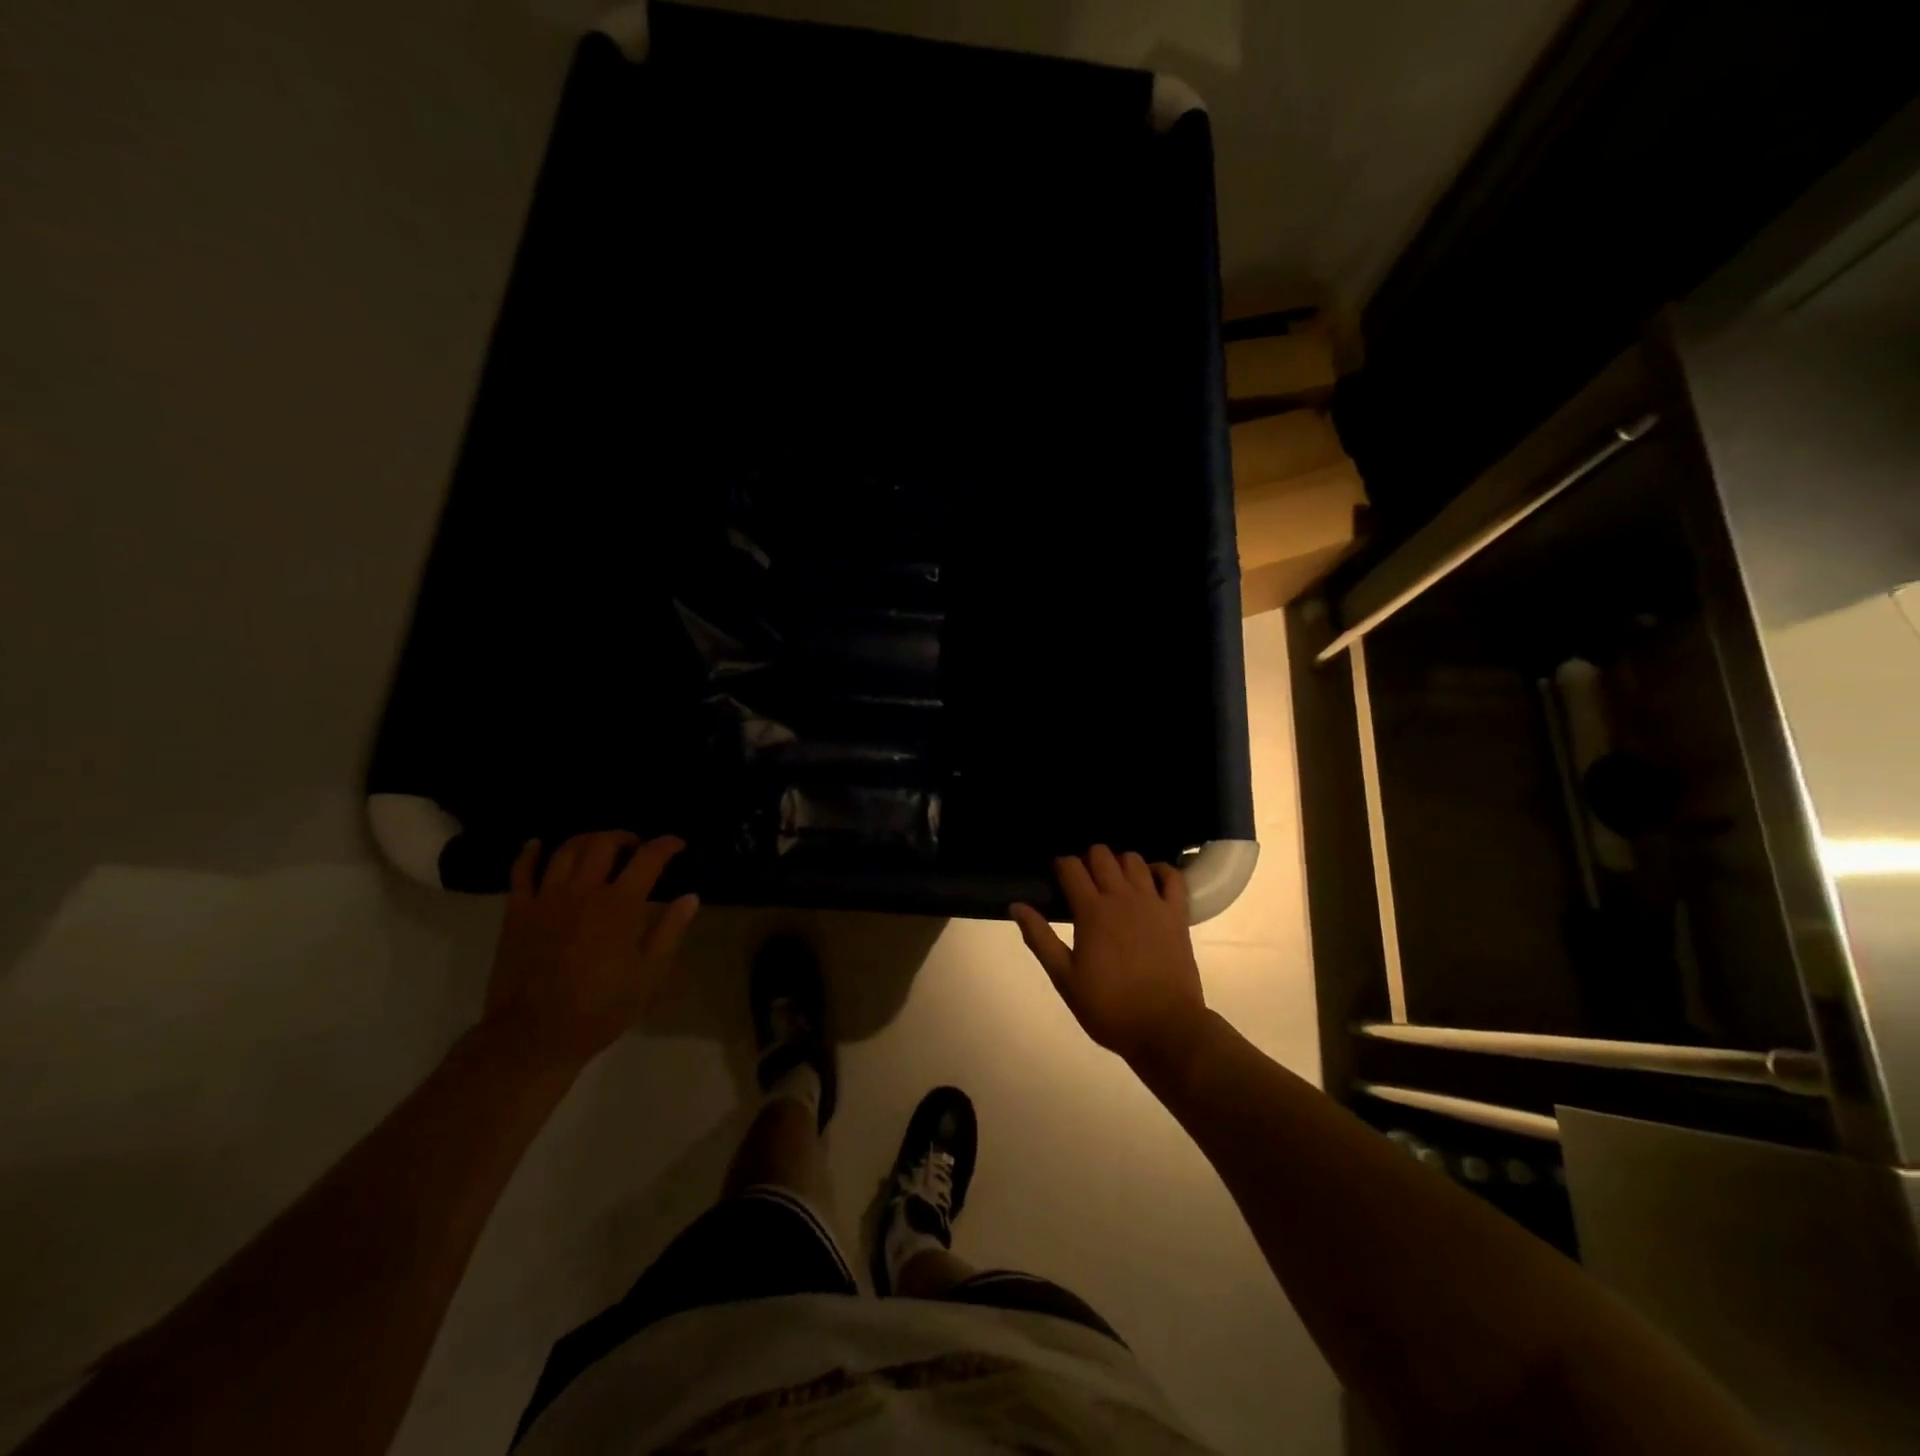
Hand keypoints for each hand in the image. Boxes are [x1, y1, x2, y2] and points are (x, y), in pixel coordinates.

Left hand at [482, 832, 699, 1070]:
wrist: (533, 1037)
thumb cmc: (600, 1009)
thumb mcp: (649, 976)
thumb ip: (670, 931)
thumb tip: (690, 897)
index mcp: (620, 905)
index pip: (648, 858)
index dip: (666, 845)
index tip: (678, 844)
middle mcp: (584, 891)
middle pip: (604, 843)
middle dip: (625, 838)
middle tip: (637, 847)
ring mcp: (547, 899)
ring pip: (566, 850)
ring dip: (587, 839)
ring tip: (600, 846)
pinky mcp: (517, 912)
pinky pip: (521, 872)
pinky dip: (530, 853)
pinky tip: (537, 845)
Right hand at [1011, 846, 1208, 1077]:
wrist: (1165, 1028)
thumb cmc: (1109, 1007)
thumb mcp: (1065, 978)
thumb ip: (1040, 938)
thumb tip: (1016, 906)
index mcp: (1091, 911)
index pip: (1070, 867)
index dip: (1060, 865)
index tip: (1056, 877)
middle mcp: (1122, 897)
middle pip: (1101, 854)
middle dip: (1088, 859)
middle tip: (1084, 882)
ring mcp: (1153, 903)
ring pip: (1133, 859)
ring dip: (1119, 863)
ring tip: (1114, 882)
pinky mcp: (1177, 914)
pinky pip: (1172, 876)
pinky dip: (1160, 871)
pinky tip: (1150, 881)